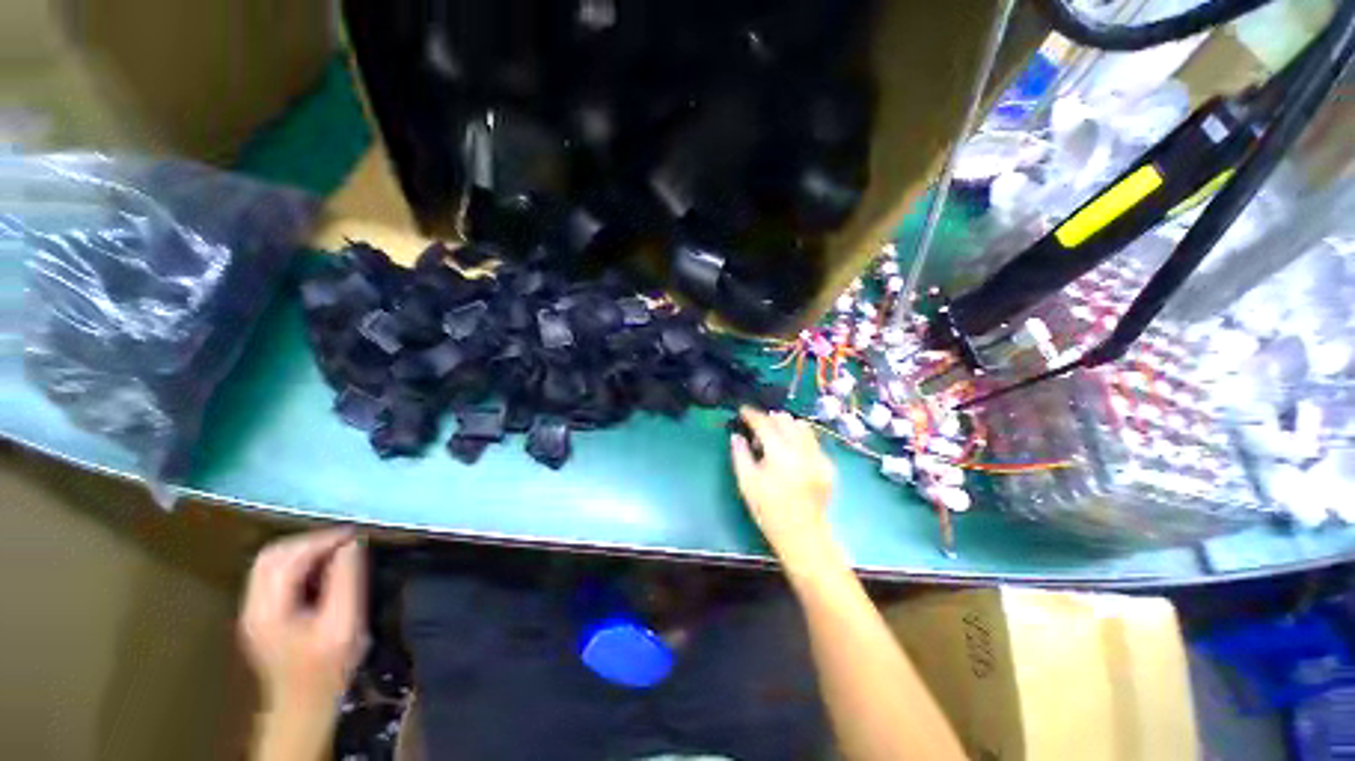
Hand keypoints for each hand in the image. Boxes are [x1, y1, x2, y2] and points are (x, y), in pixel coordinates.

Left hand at [239, 528, 367, 710]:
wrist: (304, 707)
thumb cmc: (327, 669)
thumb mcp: (344, 624)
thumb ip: (347, 581)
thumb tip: (352, 545)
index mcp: (268, 610)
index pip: (287, 558)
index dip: (322, 541)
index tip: (354, 535)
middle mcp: (253, 606)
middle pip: (271, 556)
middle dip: (310, 541)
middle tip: (344, 541)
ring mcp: (254, 611)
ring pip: (270, 563)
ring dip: (304, 551)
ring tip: (336, 552)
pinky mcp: (262, 615)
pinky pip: (275, 576)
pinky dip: (299, 564)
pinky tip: (322, 570)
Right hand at [731, 407, 836, 564]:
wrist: (802, 535)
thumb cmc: (768, 510)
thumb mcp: (746, 483)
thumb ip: (740, 454)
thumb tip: (737, 435)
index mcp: (781, 454)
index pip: (765, 424)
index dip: (752, 414)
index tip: (743, 410)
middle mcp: (803, 450)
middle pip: (786, 420)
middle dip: (770, 419)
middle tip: (758, 429)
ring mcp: (819, 457)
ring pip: (803, 427)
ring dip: (786, 426)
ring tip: (775, 438)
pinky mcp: (828, 465)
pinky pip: (812, 442)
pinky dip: (799, 440)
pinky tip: (791, 455)